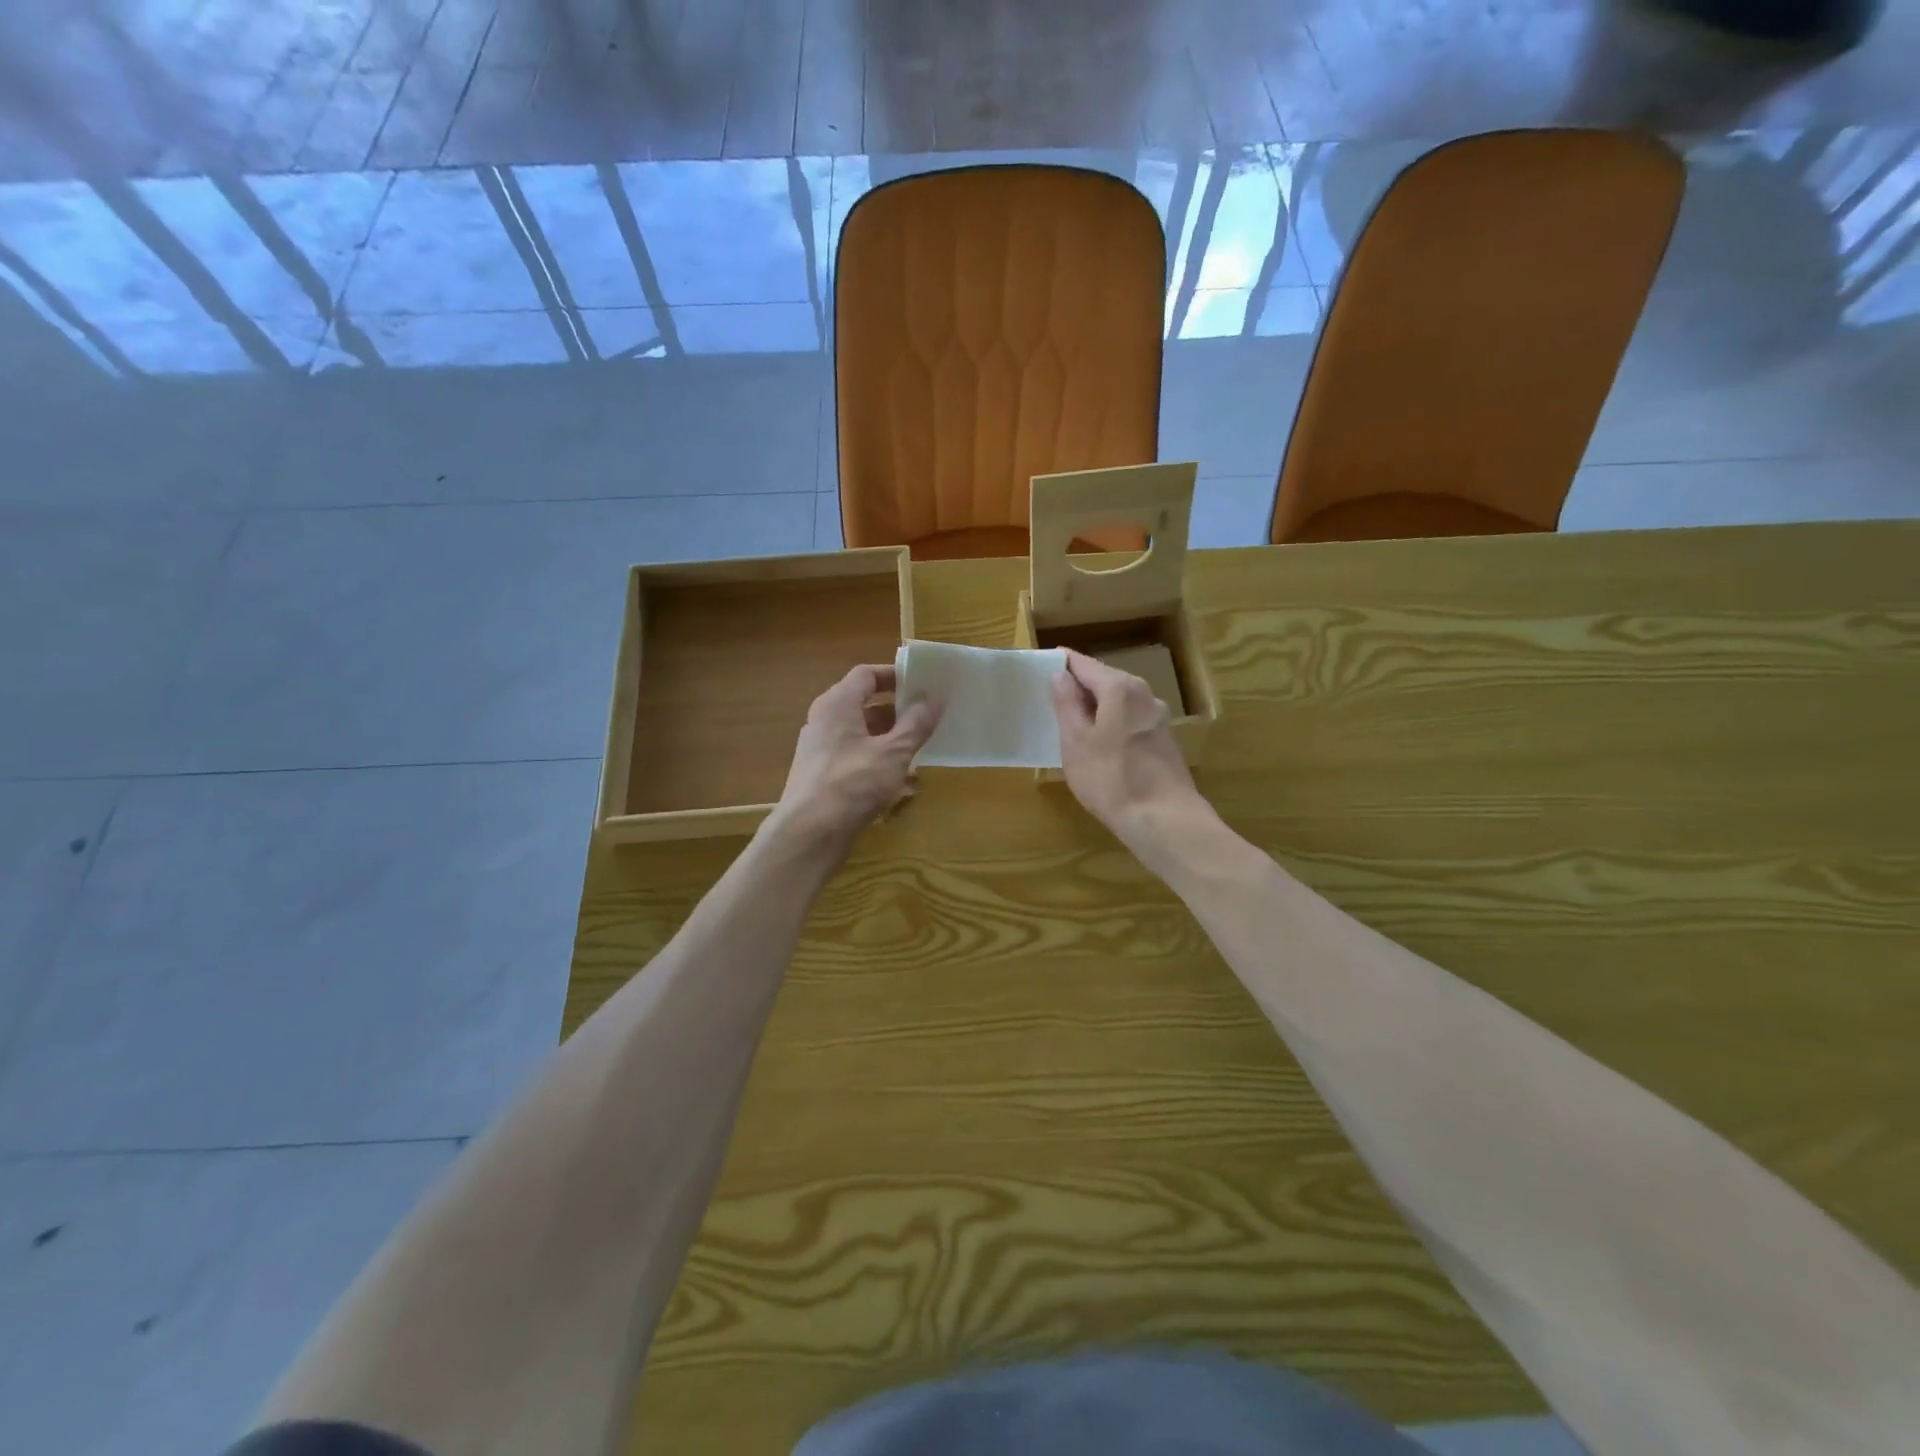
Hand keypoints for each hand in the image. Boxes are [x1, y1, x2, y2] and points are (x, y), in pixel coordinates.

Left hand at [771, 664, 940, 851]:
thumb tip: (934, 699)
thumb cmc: (852, 784)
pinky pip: (856, 760)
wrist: (809, 835)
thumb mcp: (893, 753)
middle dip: (898, 711)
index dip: (894, 675)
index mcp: (837, 705)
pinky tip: (903, 784)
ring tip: (921, 751)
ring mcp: (821, 751)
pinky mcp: (823, 778)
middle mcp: (824, 722)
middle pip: (864, 705)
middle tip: (927, 718)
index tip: (922, 683)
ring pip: (862, 735)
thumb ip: (916, 724)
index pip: (866, 675)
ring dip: (891, 741)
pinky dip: (879, 764)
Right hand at [1051, 649, 1208, 856]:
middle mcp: (1143, 694)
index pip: (1084, 663)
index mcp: (1120, 688)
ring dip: (1095, 707)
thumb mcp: (1076, 741)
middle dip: (1078, 686)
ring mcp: (1158, 717)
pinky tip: (1098, 745)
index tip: (1040, 667)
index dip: (1061, 664)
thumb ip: (1067, 704)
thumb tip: (1061, 674)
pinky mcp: (1163, 740)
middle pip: (1104, 680)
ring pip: (1119, 702)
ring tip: (1069, 723)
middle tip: (1050, 698)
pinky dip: (1111, 724)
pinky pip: (1129, 720)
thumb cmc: (1111, 778)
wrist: (1164, 819)